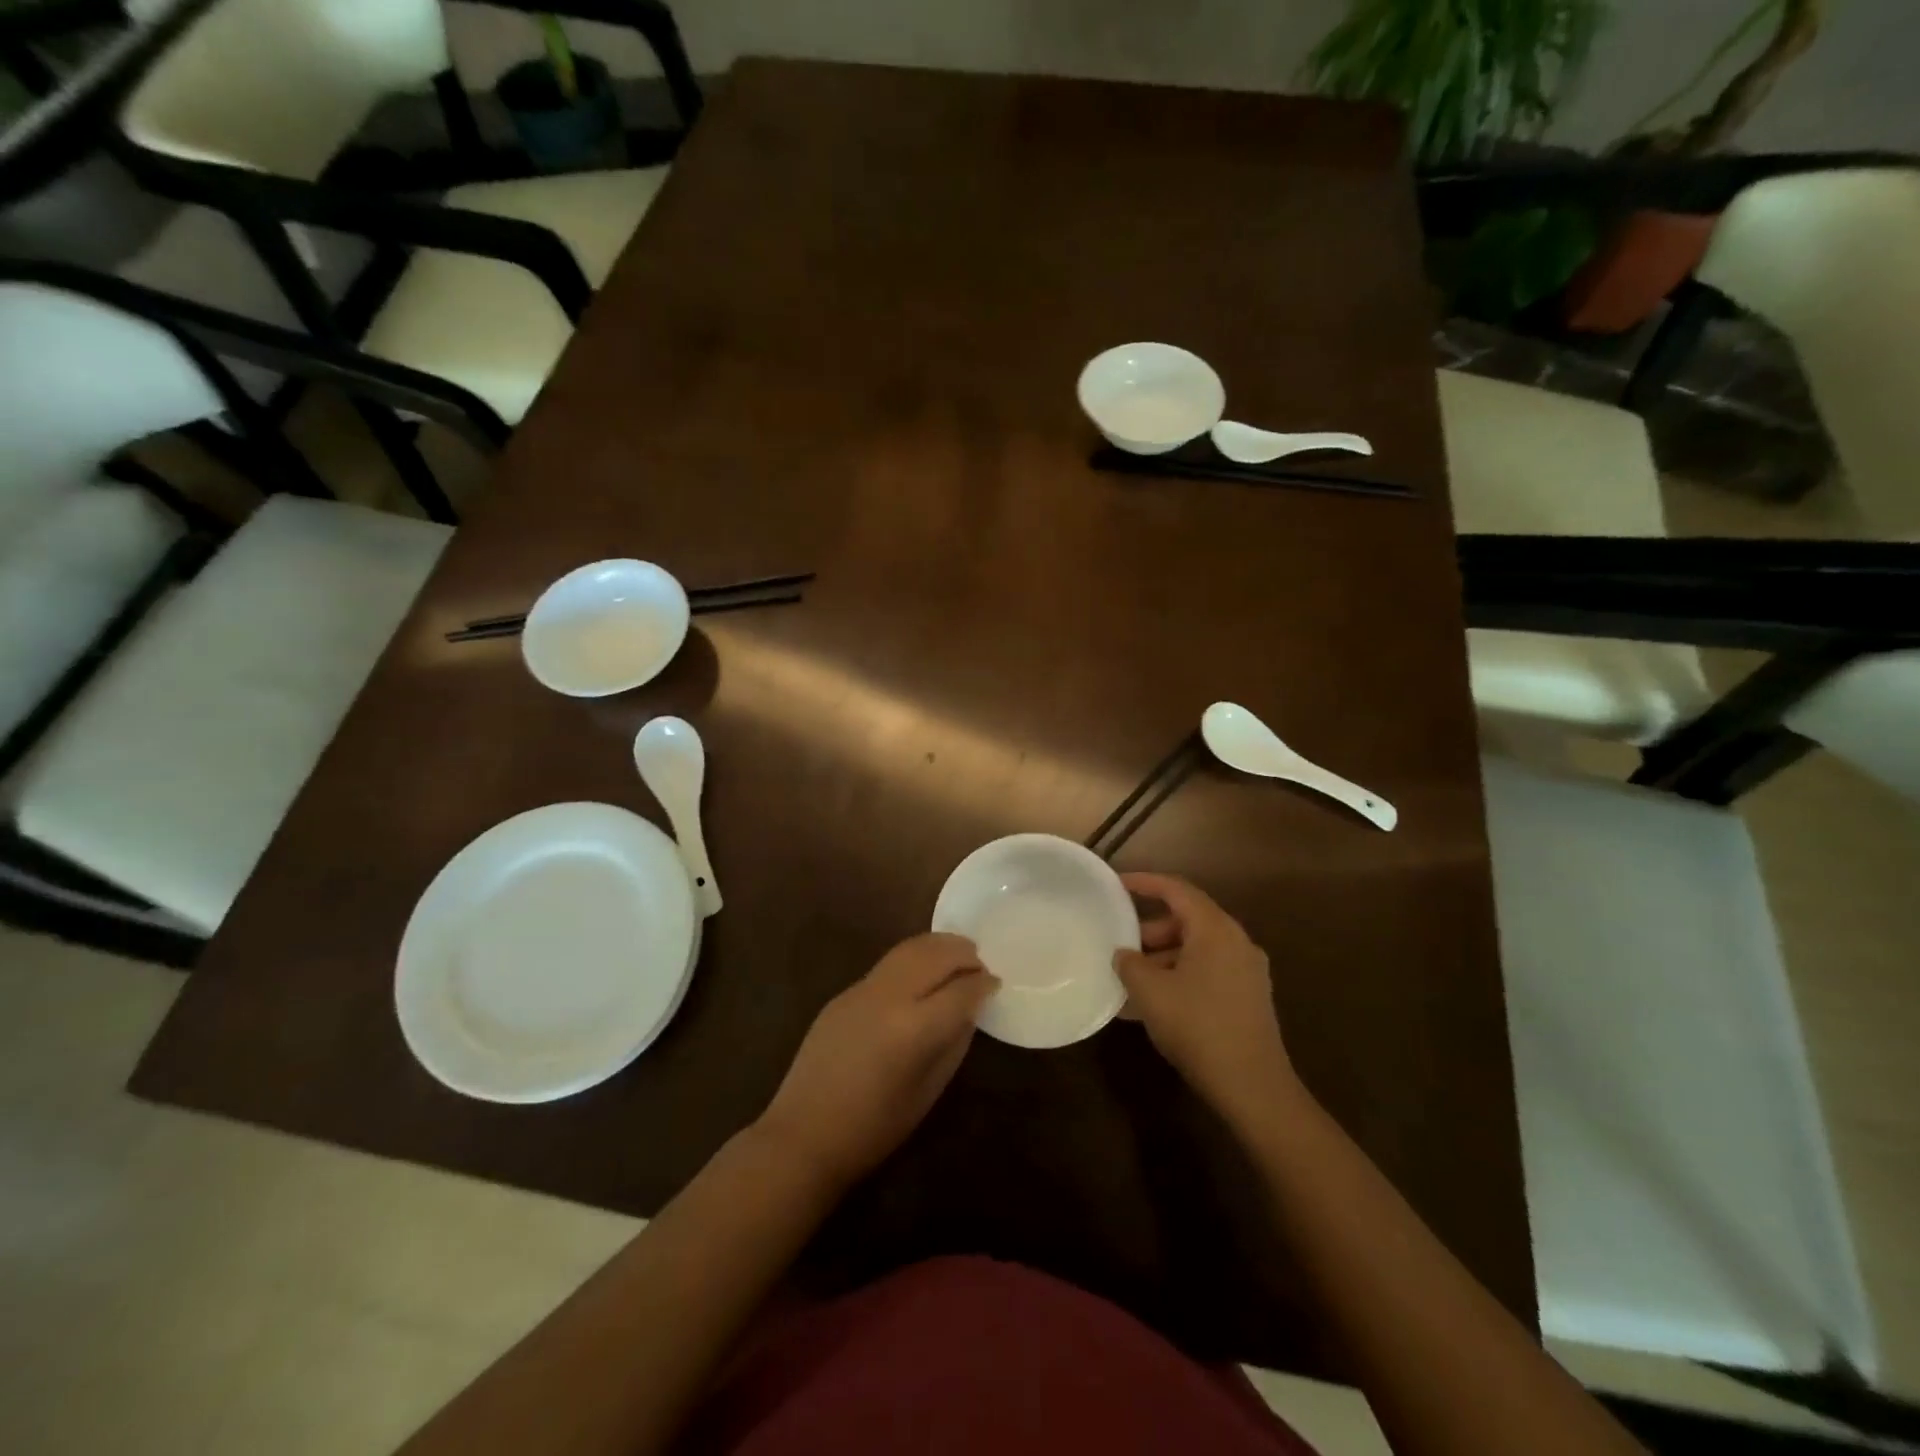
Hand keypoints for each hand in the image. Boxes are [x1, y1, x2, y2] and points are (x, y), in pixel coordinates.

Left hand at [757, 933, 996, 1191]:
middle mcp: (889, 997)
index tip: (996, 983)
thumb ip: (953, 1042)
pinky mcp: (844, 992)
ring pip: (909, 949)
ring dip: (938, 946)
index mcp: (914, 1028)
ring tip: (957, 954)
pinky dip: (913, 958)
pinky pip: (888, 964)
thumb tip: (969, 1009)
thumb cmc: (874, 1128)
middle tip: (980, 962)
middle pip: (935, 955)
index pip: (961, 990)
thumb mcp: (928, 1091)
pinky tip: (922, 972)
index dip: (983, 984)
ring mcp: (862, 990)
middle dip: (963, 954)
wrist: (804, 1134)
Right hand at [1115, 872, 1299, 1127]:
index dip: (1145, 883)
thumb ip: (1130, 964)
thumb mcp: (1150, 992)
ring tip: (1132, 982)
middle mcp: (1236, 942)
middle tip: (1121, 946)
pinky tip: (1154, 1004)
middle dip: (1150, 930)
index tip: (1117, 885)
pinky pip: (1207, 972)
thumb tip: (1124, 954)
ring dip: (1163, 958)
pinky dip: (1179, 976)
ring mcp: (1247, 971)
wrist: (1253, 1087)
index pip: (1177, 890)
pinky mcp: (1249, 997)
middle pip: (1188, 919)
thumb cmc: (1198, 1027)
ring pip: (1197, 949)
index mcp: (1215, 930)